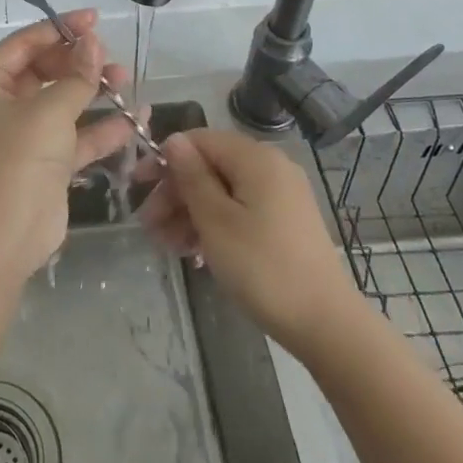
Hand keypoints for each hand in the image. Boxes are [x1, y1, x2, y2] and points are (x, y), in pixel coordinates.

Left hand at [0, 10, 142, 277]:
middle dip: (79, 63)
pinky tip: (135, 119)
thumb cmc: (19, 160)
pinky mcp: (46, 163)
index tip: (94, 20)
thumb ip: (77, 76)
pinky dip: (101, 128)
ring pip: (62, 102)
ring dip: (93, 92)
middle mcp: (0, 107)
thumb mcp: (49, 110)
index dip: (58, 29)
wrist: (7, 235)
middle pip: (43, 71)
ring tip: (126, 81)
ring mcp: (23, 136)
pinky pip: (75, 136)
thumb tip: (94, 42)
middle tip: (111, 58)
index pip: (23, 45)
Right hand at [139, 129, 356, 353]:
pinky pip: (240, 209)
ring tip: (167, 246)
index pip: (199, 140)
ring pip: (223, 191)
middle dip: (175, 193)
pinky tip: (195, 252)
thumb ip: (192, 176)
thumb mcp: (216, 220)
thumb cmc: (262, 267)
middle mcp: (271, 167)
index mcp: (255, 158)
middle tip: (148, 226)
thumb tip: (173, 140)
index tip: (137, 187)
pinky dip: (215, 224)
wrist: (324, 323)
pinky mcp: (284, 221)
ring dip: (190, 213)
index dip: (165, 160)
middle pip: (210, 166)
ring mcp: (281, 195)